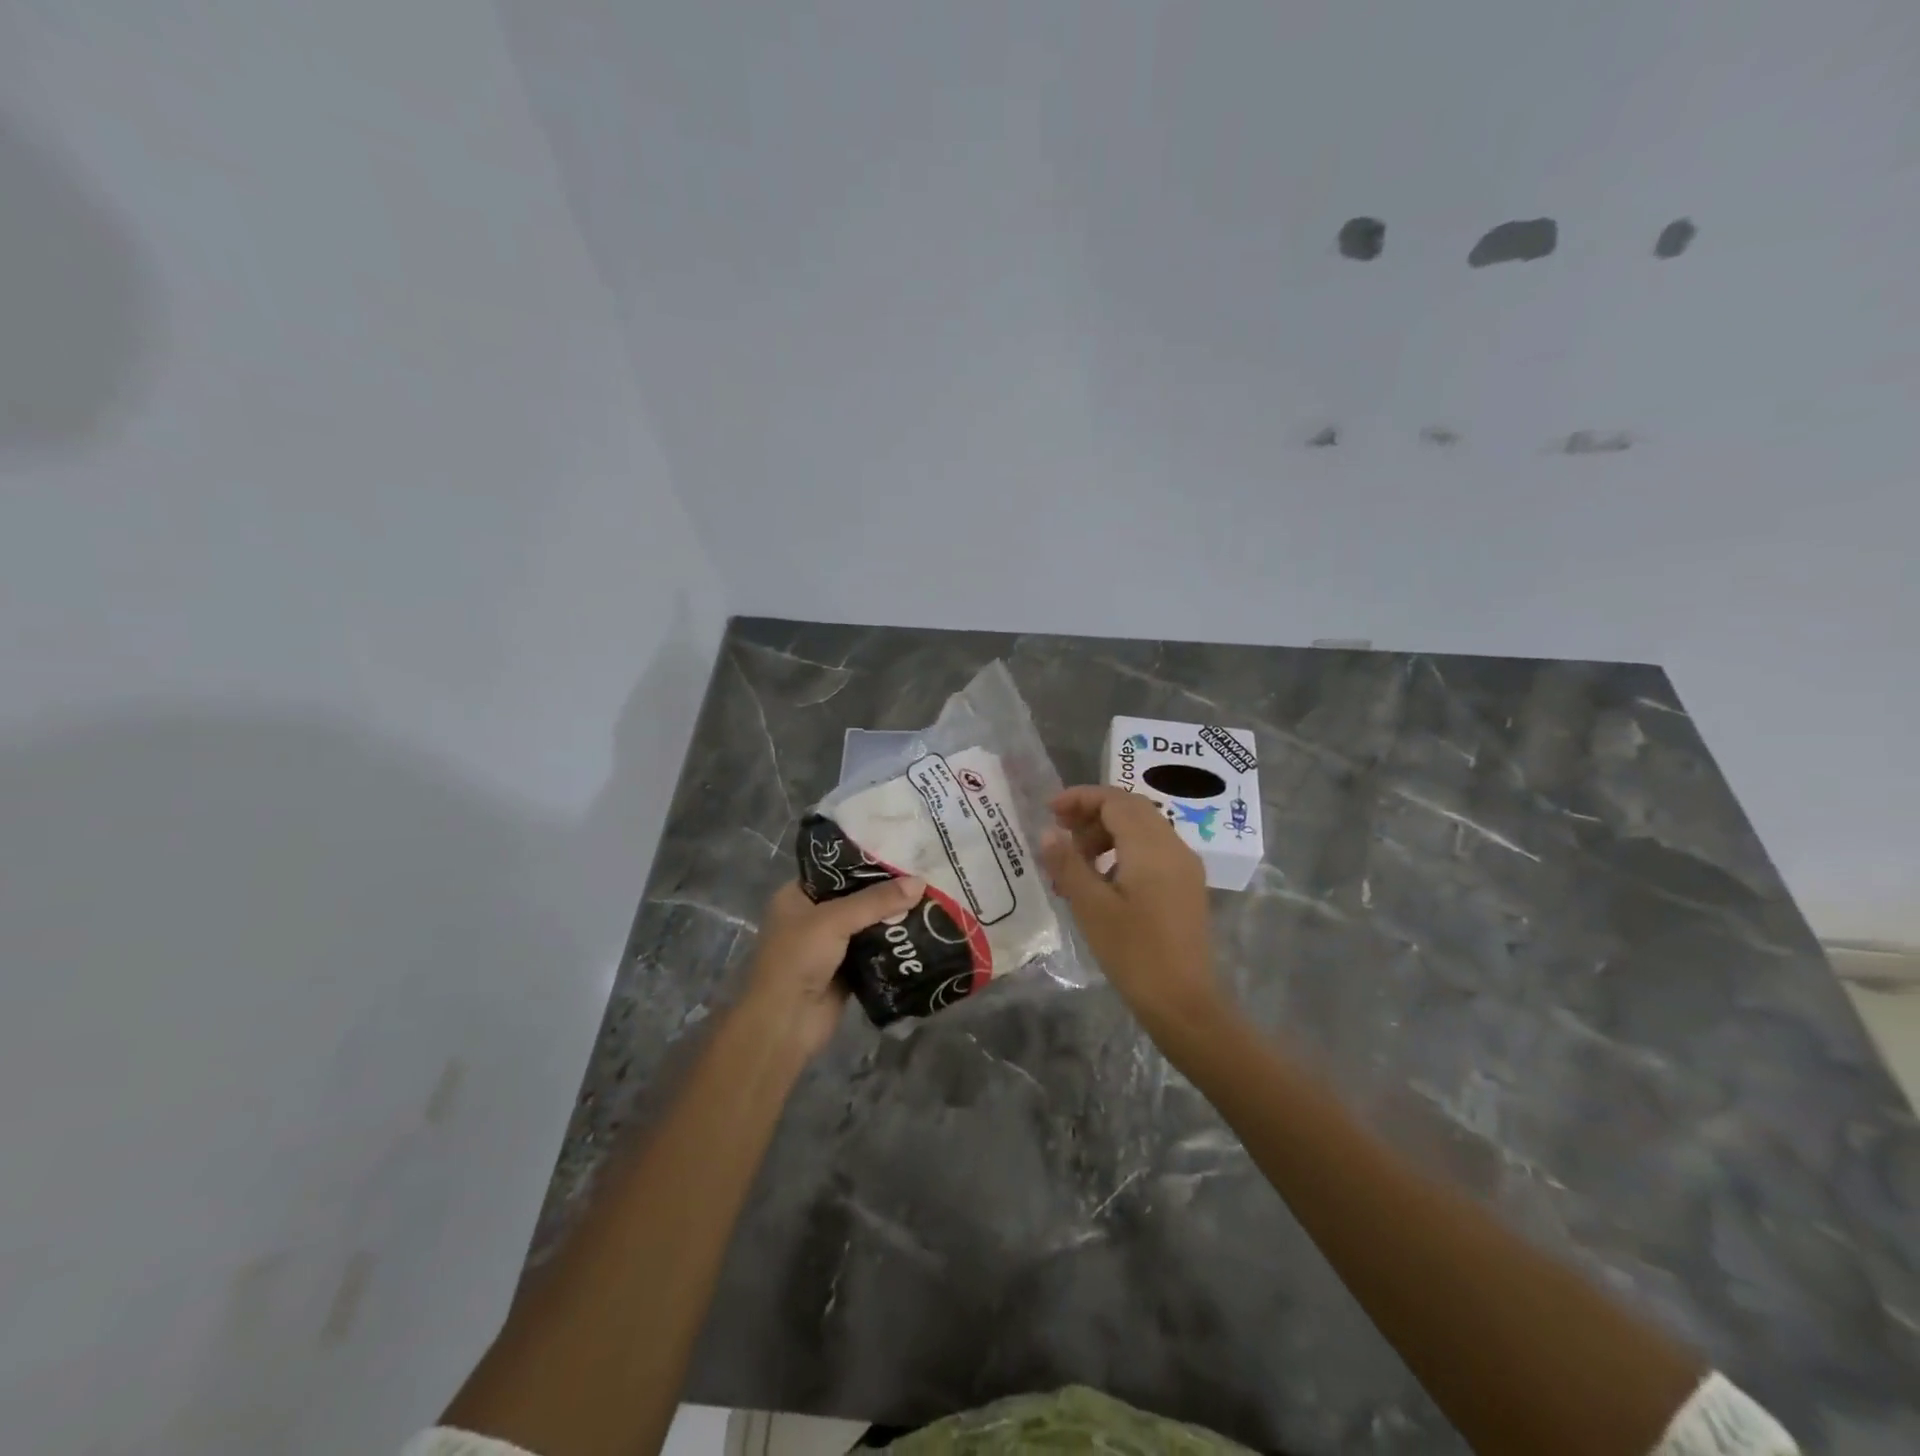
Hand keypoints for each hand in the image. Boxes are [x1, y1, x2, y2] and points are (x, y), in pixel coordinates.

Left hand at [743, 877, 924, 1058]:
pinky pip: (875, 949)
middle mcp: (812, 916)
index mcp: (796, 896)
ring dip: (893, 916)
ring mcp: (830, 945)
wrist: (785, 1024)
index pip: (836, 868)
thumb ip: (876, 900)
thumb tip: (920, 882)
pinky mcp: (847, 970)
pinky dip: (894, 943)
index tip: (901, 851)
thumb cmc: (797, 960)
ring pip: (868, 923)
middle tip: (923, 873)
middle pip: (856, 896)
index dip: (866, 860)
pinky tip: (923, 930)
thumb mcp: (834, 920)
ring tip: (930, 897)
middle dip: (886, 889)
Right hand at [1040, 786, 1221, 1030]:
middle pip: (1131, 809)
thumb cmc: (1133, 953)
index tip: (1050, 811)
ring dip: (1106, 834)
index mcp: (1151, 846)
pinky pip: (1152, 851)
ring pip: (1142, 829)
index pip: (1115, 800)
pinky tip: (1103, 881)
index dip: (1080, 798)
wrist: (1183, 1002)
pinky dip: (1124, 851)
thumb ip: (1068, 863)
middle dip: (1092, 814)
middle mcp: (1173, 847)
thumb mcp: (1091, 907)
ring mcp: (1184, 867)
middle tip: (1060, 834)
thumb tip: (1049, 832)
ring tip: (1076, 864)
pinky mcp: (1186, 886)